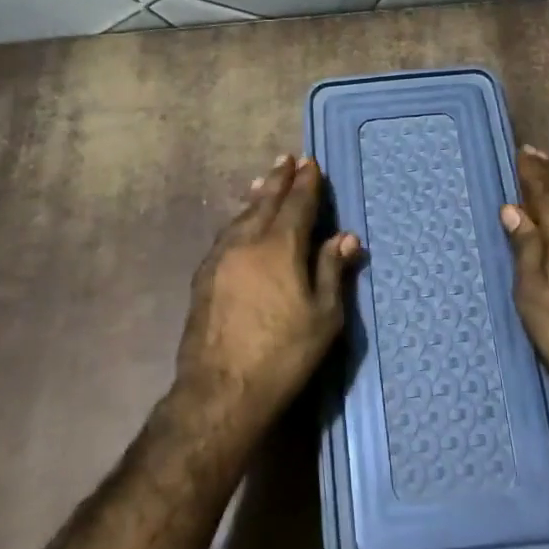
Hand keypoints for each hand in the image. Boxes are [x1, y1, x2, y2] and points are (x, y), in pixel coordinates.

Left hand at [178, 155, 361, 429]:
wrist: (220, 390)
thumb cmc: (283, 353)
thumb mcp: (323, 316)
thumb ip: (332, 270)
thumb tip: (345, 236)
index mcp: (279, 246)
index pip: (296, 203)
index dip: (305, 182)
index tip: (310, 162)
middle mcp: (247, 242)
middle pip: (264, 201)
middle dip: (278, 179)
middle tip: (285, 158)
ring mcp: (220, 258)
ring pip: (241, 216)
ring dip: (256, 196)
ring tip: (262, 182)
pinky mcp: (204, 277)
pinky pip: (226, 234)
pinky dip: (239, 219)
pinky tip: (240, 224)